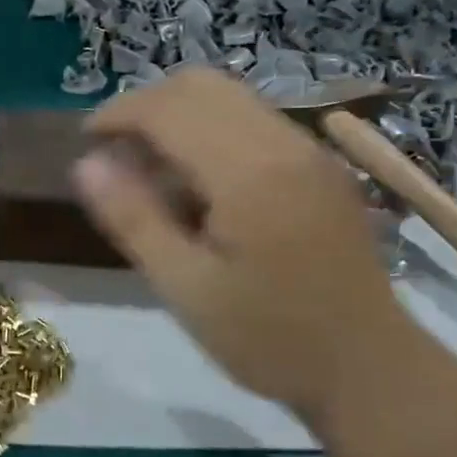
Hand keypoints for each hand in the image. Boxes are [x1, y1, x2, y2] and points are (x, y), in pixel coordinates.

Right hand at [73, 67, 418, 429]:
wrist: (371, 371)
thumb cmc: (270, 339)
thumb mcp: (186, 289)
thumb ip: (133, 219)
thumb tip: (85, 163)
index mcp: (249, 174)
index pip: (168, 109)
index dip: (117, 114)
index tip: (84, 143)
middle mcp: (284, 144)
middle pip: (200, 85)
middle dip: (145, 105)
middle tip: (114, 152)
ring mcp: (310, 150)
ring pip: (229, 95)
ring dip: (178, 113)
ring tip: (149, 165)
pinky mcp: (321, 165)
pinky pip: (253, 118)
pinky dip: (210, 127)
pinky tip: (197, 179)